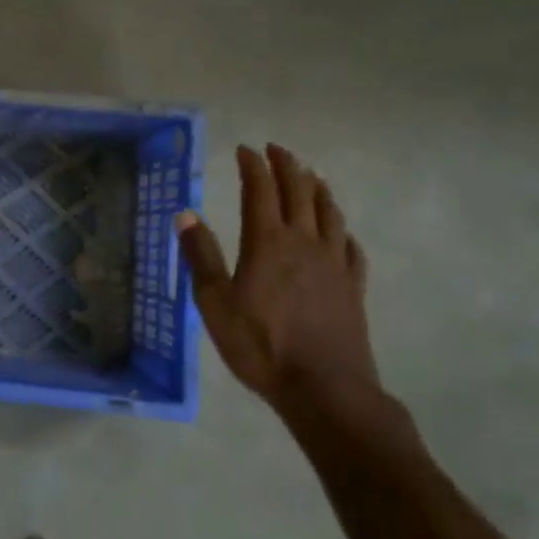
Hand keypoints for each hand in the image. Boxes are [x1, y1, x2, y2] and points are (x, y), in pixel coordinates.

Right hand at [176, 144, 378, 415]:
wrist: (325, 389)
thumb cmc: (261, 345)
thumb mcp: (215, 302)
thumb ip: (201, 255)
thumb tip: (186, 213)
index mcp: (267, 241)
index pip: (260, 189)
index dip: (253, 165)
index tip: (245, 149)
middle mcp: (304, 242)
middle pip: (299, 192)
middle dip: (287, 166)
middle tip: (276, 150)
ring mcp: (334, 264)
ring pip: (329, 213)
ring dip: (318, 189)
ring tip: (310, 176)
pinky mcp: (353, 288)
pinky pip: (350, 248)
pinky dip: (341, 230)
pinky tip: (339, 231)